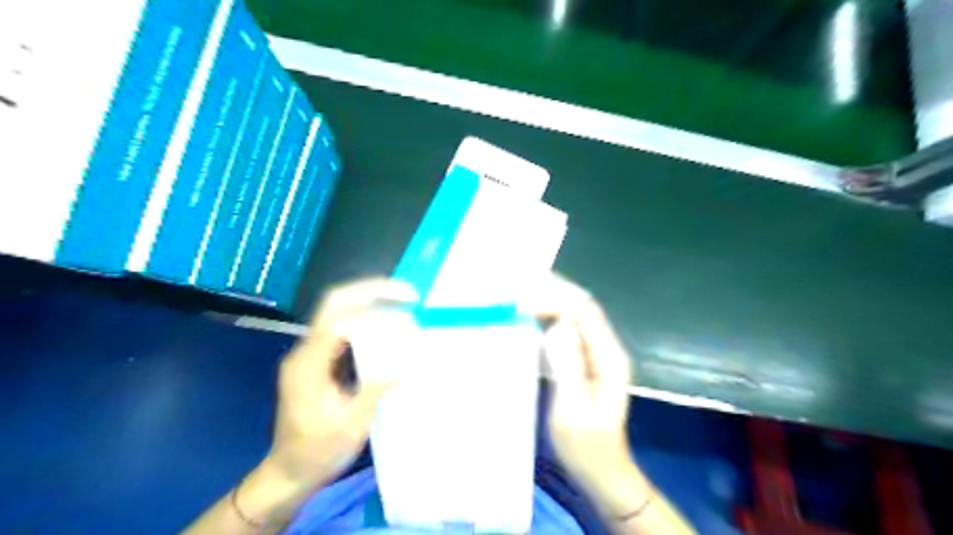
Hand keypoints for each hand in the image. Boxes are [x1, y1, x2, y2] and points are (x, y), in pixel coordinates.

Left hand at [266, 278, 417, 490]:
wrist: (289, 471)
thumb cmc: (316, 452)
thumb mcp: (350, 427)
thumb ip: (374, 391)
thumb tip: (406, 365)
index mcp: (307, 366)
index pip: (336, 321)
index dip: (370, 308)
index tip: (404, 307)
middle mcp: (306, 351)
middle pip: (334, 304)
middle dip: (370, 291)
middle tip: (407, 292)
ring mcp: (312, 353)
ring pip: (338, 311)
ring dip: (370, 300)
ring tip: (403, 300)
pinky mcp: (320, 359)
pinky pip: (344, 328)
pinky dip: (368, 319)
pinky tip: (389, 323)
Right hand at [529, 274, 648, 515]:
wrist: (602, 469)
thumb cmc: (585, 445)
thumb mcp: (573, 410)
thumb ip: (567, 366)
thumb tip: (557, 326)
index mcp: (608, 357)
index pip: (584, 312)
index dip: (556, 299)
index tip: (523, 302)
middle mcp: (605, 348)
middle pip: (581, 307)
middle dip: (553, 291)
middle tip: (520, 282)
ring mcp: (596, 353)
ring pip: (574, 315)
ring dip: (551, 301)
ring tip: (521, 291)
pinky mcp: (585, 360)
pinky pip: (568, 330)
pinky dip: (549, 317)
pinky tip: (531, 315)